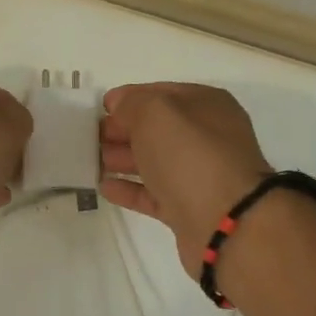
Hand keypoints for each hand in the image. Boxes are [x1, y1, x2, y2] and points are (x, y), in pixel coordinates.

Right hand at [99, 82, 272, 277]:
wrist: (225, 222)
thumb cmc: (191, 156)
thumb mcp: (156, 113)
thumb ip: (133, 103)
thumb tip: (120, 105)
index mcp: (206, 106)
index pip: (161, 93)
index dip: (129, 99)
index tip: (100, 110)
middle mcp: (206, 137)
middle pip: (157, 129)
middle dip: (123, 131)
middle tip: (91, 138)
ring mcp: (198, 174)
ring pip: (154, 161)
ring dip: (123, 159)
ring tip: (92, 161)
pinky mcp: (188, 208)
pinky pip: (153, 194)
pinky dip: (130, 189)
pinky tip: (104, 187)